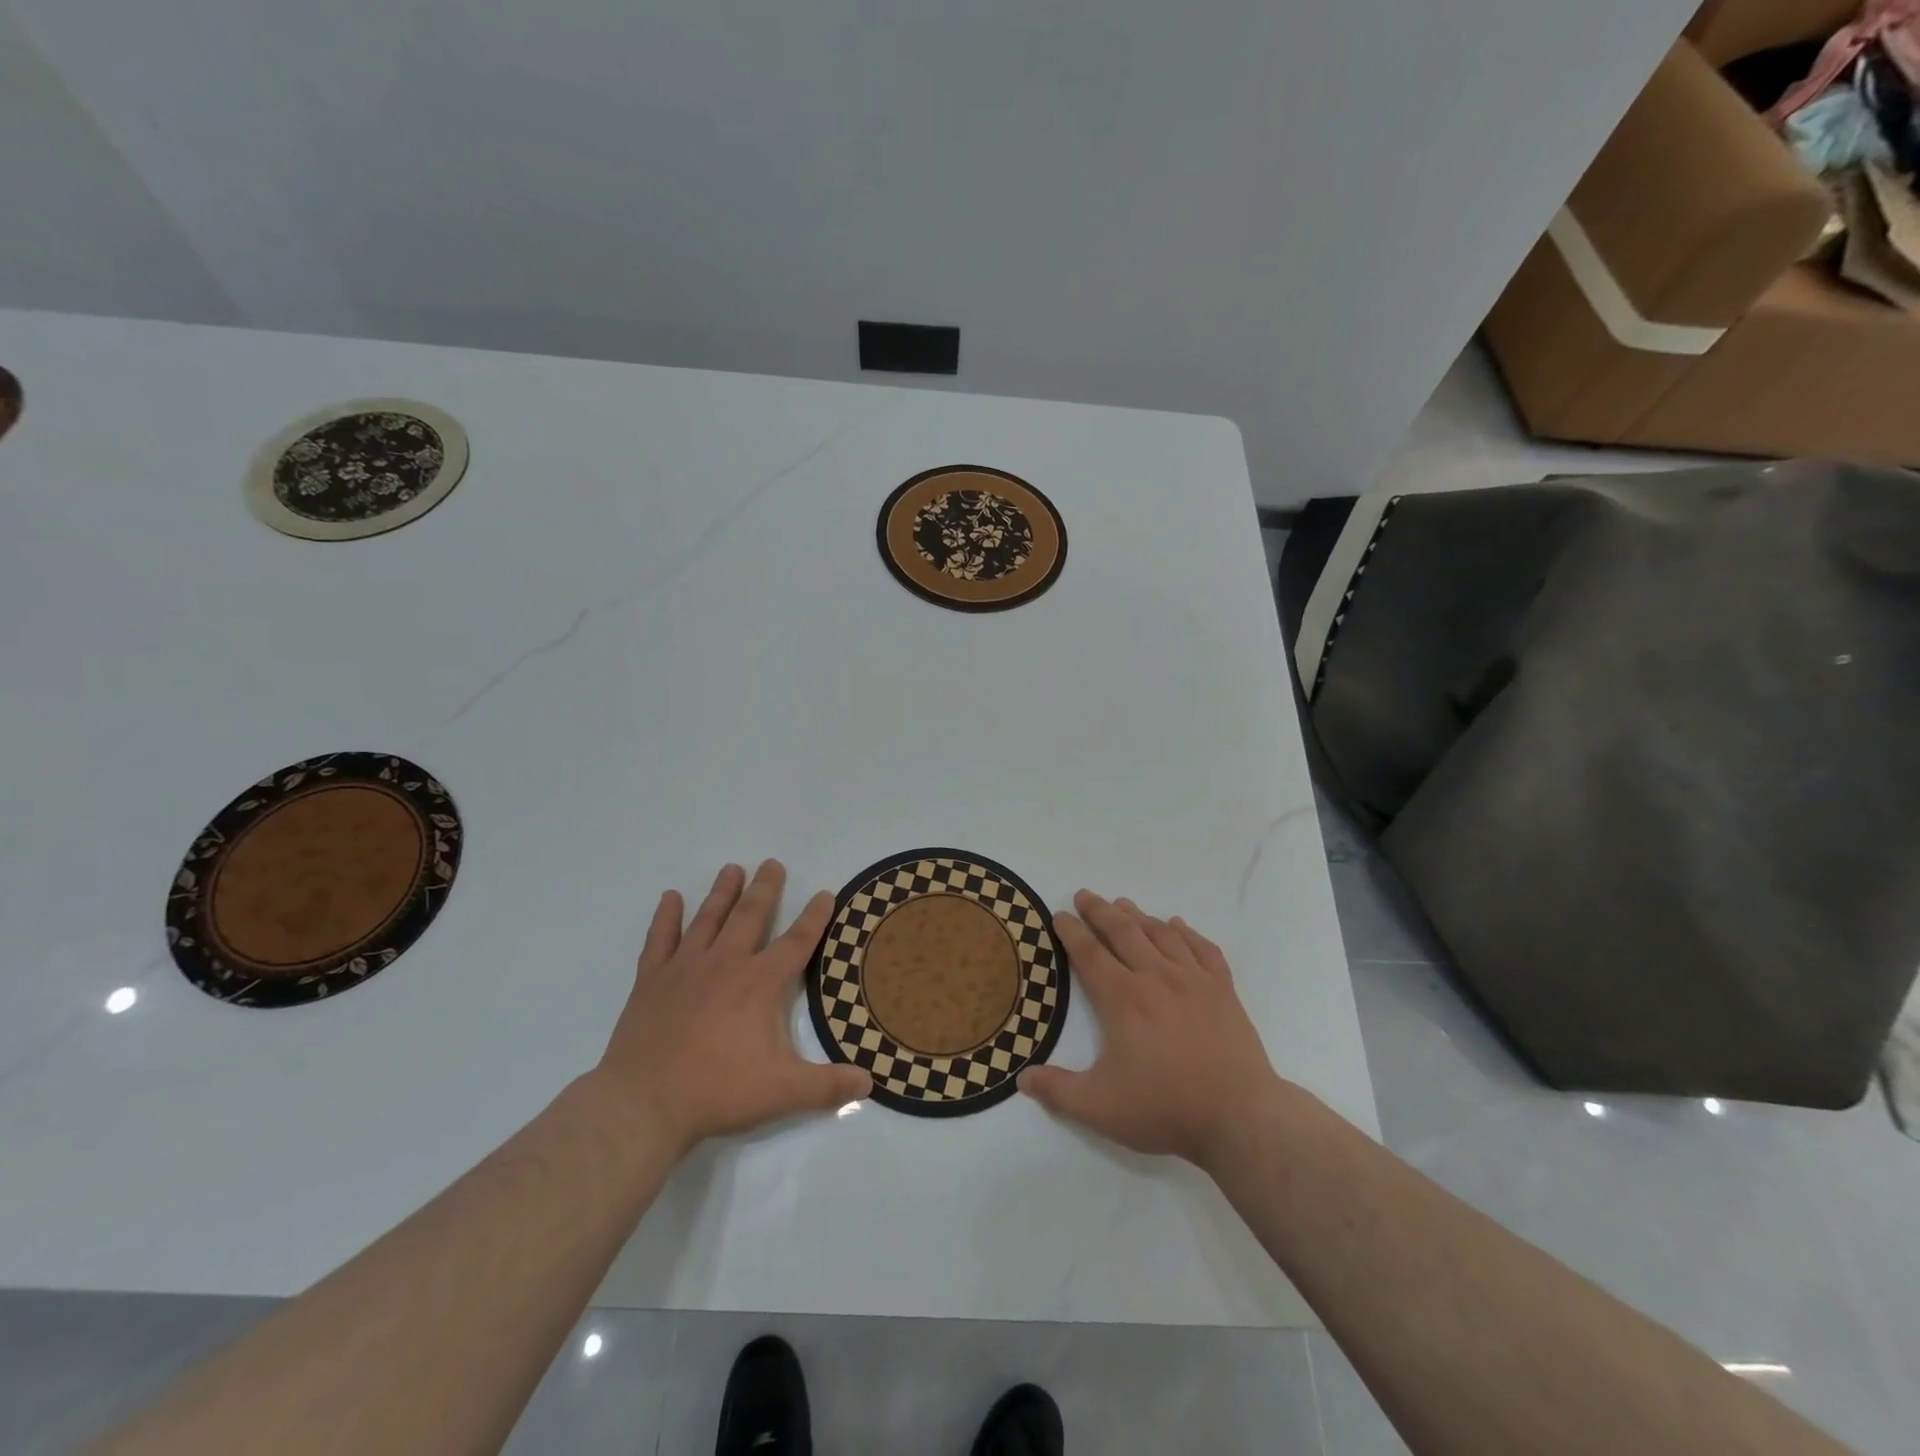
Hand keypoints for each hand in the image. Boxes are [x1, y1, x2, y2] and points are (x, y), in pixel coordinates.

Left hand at [592, 860, 870, 1154]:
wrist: (643, 1104)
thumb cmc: (717, 1091)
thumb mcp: (783, 1092)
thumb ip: (828, 1086)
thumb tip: (869, 1083)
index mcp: (760, 983)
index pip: (797, 941)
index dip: (815, 917)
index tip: (825, 893)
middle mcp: (726, 963)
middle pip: (750, 915)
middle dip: (765, 888)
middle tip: (772, 863)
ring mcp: (685, 968)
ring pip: (708, 918)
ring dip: (722, 892)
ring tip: (732, 869)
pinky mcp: (651, 980)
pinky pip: (660, 938)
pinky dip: (665, 917)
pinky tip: (670, 898)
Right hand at [1020, 891, 1289, 1170]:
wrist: (1240, 1116)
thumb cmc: (1165, 1108)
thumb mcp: (1100, 1108)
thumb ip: (1058, 1091)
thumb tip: (1022, 1079)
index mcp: (1122, 999)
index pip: (1089, 953)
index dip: (1071, 931)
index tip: (1060, 914)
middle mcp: (1155, 977)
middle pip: (1123, 931)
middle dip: (1100, 911)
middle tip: (1084, 895)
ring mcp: (1193, 980)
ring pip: (1161, 934)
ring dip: (1138, 915)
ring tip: (1123, 904)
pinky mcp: (1223, 990)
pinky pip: (1203, 949)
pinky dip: (1187, 933)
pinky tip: (1178, 926)